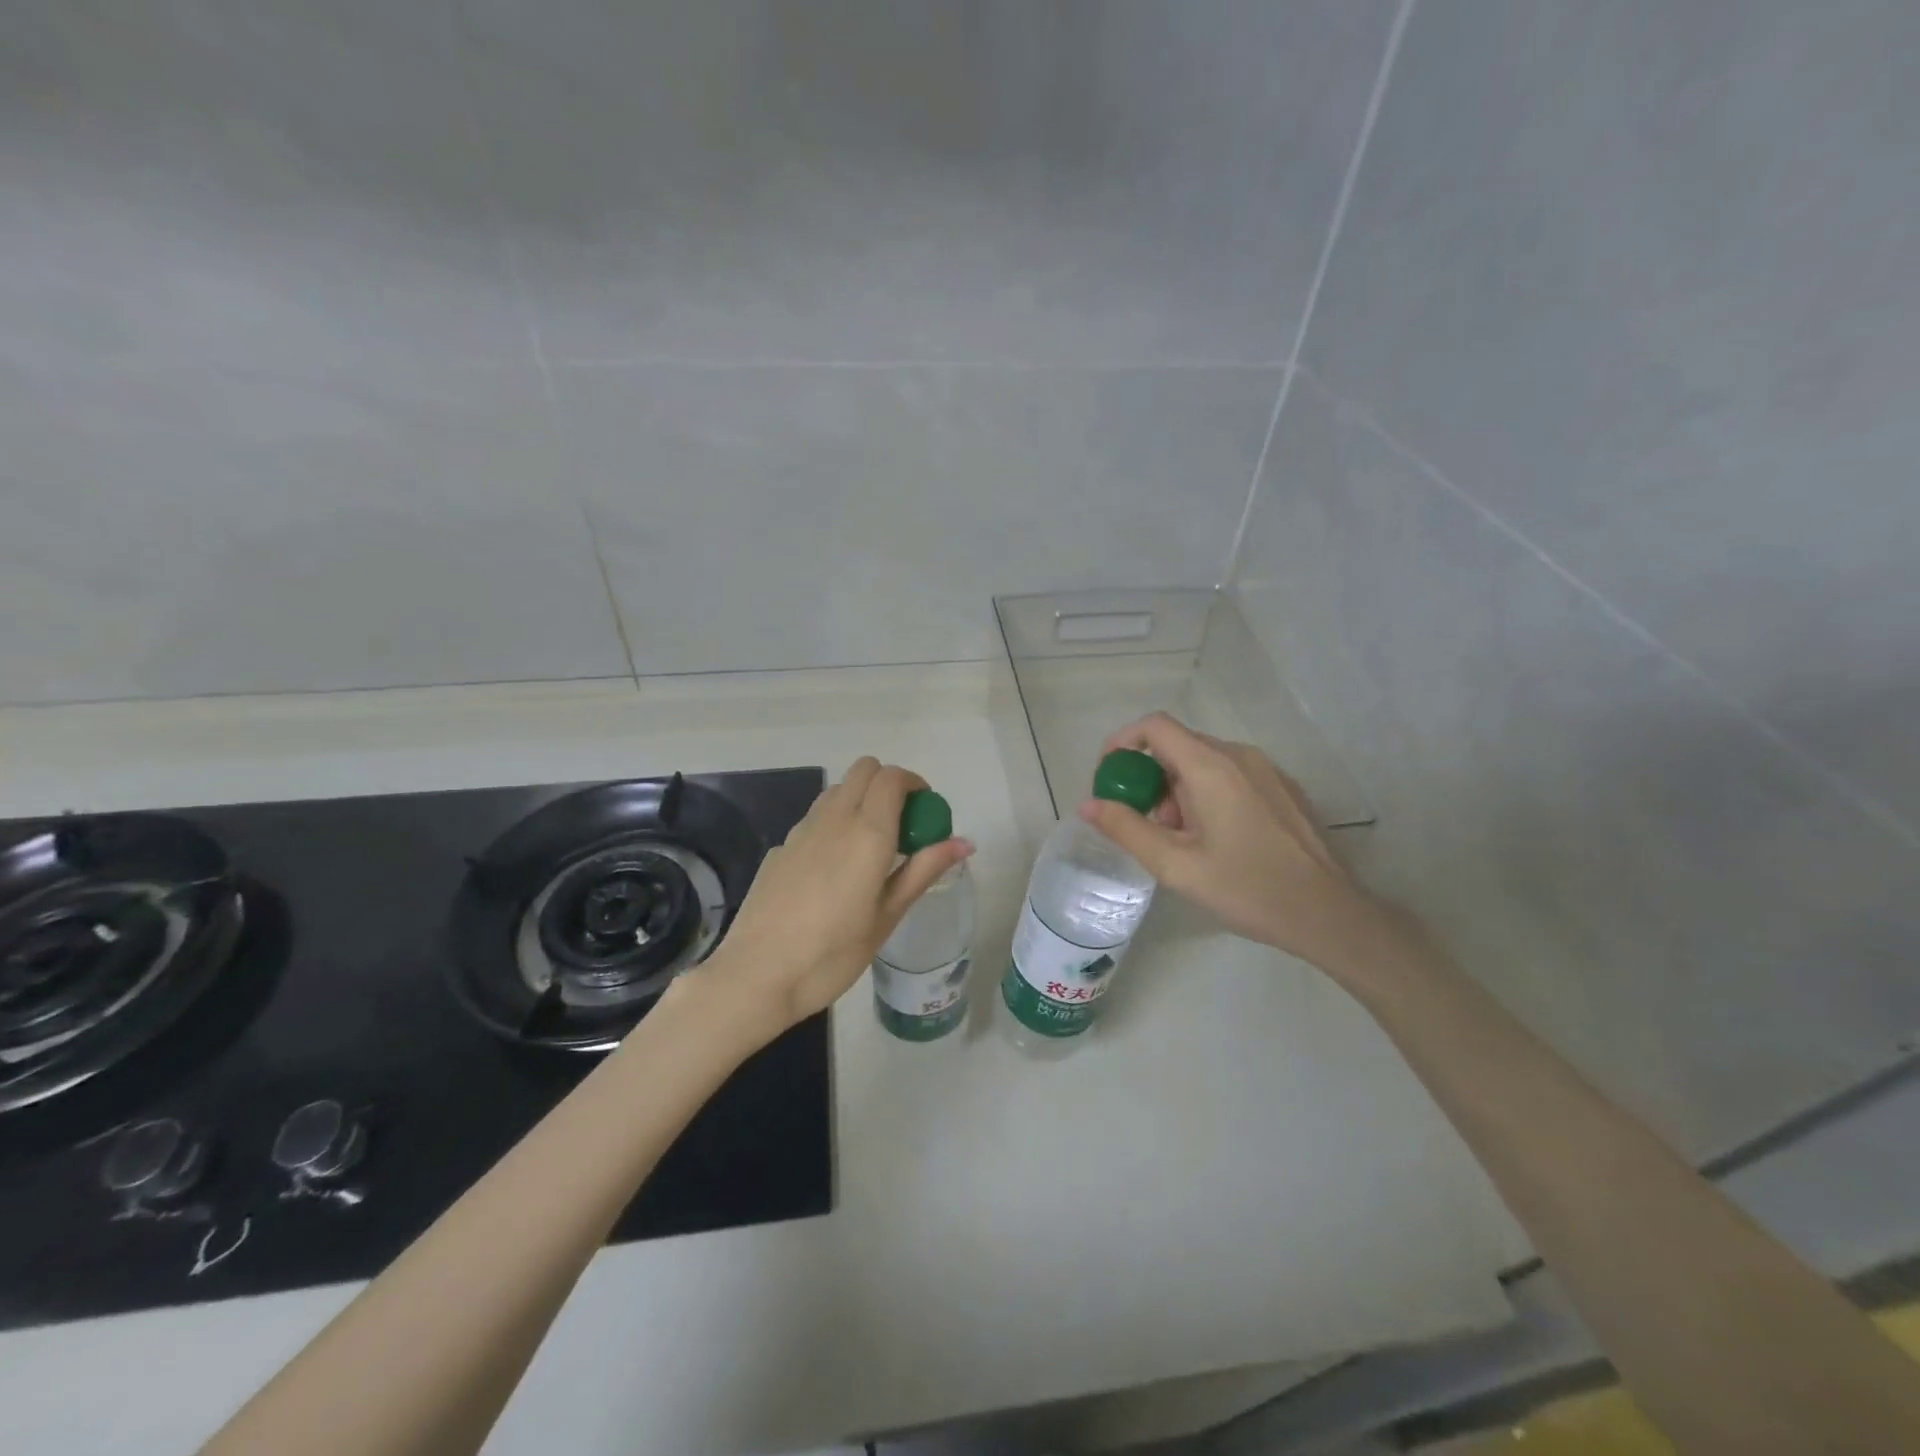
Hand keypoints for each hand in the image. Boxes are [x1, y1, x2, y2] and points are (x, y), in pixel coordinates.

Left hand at [689, 757, 973, 1038]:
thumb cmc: (833, 953)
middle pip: (864, 770)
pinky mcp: (780, 848)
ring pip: (837, 790)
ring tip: (870, 847)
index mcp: (868, 832)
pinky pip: (815, 819)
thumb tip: (965, 842)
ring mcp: (801, 830)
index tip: (926, 811)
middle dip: (888, 784)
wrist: (757, 976)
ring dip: (860, 800)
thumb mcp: (887, 916)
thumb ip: (924, 870)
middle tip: (902, 824)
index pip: (893, 777)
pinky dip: (834, 825)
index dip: (915, 784)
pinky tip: (832, 872)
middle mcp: (834, 818)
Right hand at [1080, 713, 1383, 970]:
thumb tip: (1089, 804)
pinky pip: (1230, 775)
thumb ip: (1126, 829)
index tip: (1109, 777)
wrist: (1328, 913)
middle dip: (1151, 779)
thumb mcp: (1175, 865)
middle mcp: (1239, 755)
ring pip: (1204, 762)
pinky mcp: (1283, 787)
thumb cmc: (1247, 888)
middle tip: (1149, 826)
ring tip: (1184, 841)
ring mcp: (1266, 769)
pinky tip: (1217, 840)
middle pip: (1178, 746)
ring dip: (1179, 791)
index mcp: (1210, 766)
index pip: (1155, 726)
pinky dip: (1207, 794)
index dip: (1122, 742)